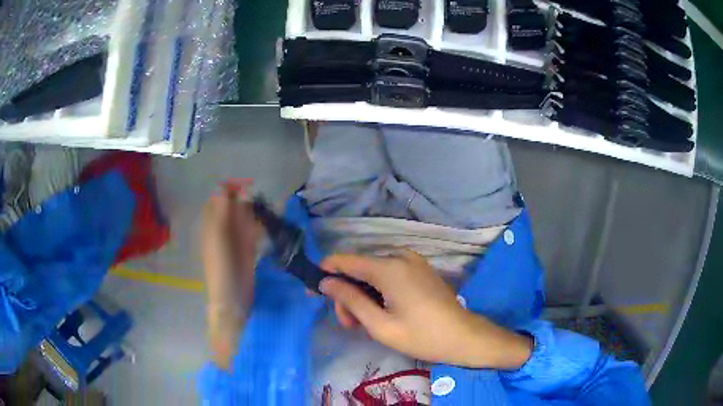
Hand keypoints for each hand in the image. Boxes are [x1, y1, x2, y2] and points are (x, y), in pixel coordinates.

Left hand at [201, 180, 261, 368]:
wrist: (232, 299)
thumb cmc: (221, 269)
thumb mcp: (218, 239)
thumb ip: (220, 214)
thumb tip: (223, 188)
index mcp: (212, 225)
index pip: (219, 199)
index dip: (231, 189)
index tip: (248, 186)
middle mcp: (223, 229)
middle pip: (234, 206)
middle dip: (246, 198)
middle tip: (262, 196)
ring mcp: (236, 239)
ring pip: (245, 217)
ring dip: (255, 209)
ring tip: (269, 207)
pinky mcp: (248, 249)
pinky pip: (253, 230)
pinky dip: (260, 223)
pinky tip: (270, 221)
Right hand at [320, 251, 531, 369]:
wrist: (464, 336)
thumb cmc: (421, 335)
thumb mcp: (380, 324)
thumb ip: (351, 300)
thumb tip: (326, 282)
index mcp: (389, 267)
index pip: (345, 260)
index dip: (325, 273)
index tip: (314, 292)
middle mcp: (399, 256)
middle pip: (359, 268)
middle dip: (347, 294)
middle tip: (349, 323)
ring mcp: (412, 261)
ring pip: (373, 272)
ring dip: (362, 294)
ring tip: (364, 323)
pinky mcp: (420, 269)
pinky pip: (389, 273)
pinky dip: (378, 290)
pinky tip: (380, 311)